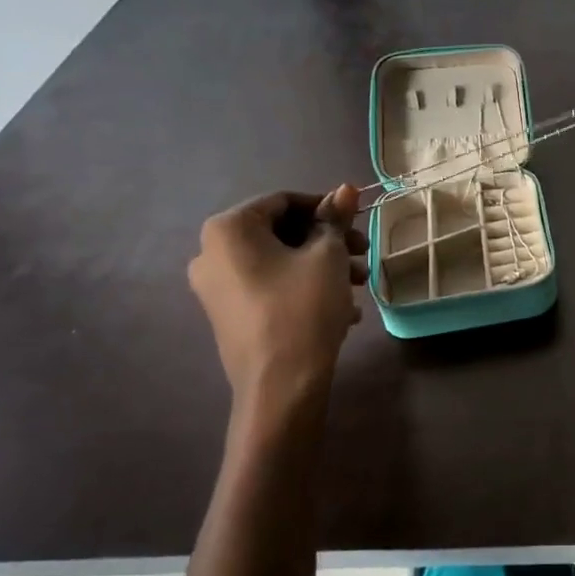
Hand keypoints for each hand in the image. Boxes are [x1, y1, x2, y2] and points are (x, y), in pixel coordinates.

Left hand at [188, 186, 368, 400]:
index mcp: (229, 228)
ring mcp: (216, 288)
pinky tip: (342, 309)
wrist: (280, 386)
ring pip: (279, 262)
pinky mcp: (229, 315)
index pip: (283, 200)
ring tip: (359, 285)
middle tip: (363, 254)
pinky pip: (271, 288)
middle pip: (281, 232)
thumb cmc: (304, 308)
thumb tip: (346, 188)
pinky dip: (304, 288)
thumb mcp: (328, 256)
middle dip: (327, 240)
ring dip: (322, 266)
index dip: (326, 207)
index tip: (357, 222)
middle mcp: (211, 253)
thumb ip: (335, 218)